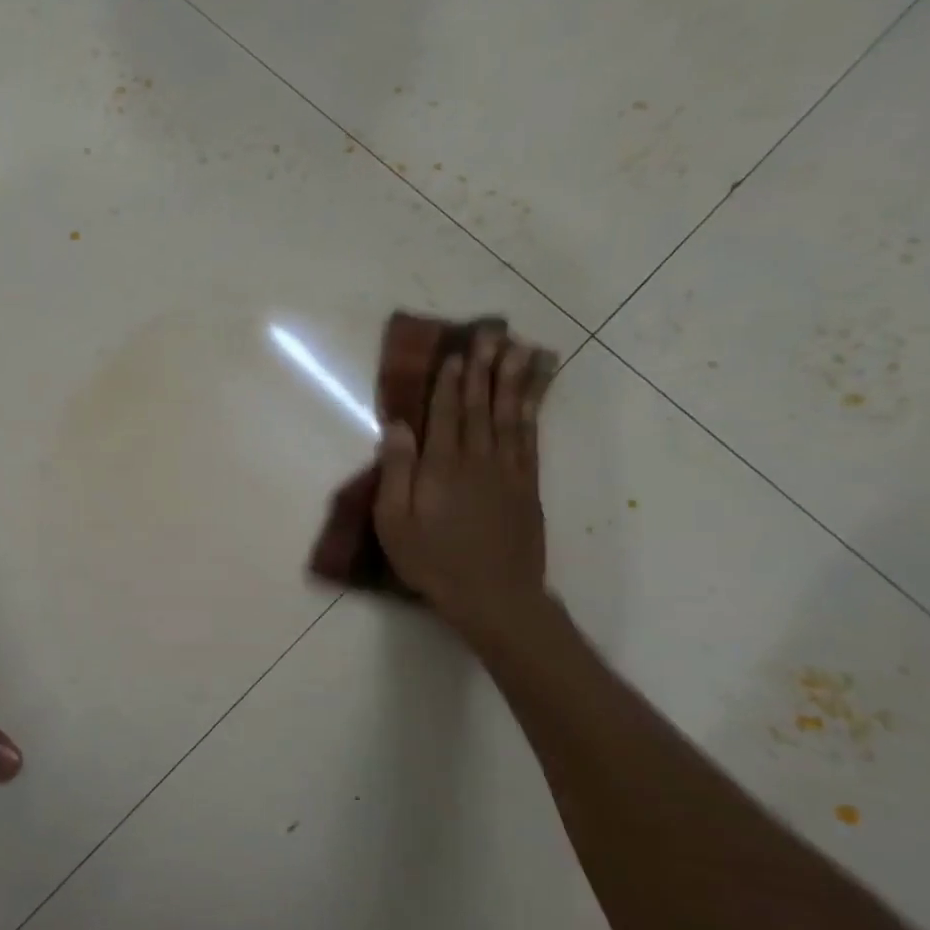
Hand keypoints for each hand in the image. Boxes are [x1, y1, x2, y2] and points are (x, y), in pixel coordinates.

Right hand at [374, 330, 554, 646]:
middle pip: (482, 405)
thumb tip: (398, 427)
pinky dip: (534, 410)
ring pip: (512, 415)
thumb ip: (397, 472)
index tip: (455, 353)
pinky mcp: (528, 485)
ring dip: (515, 380)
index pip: (446, 414)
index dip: (450, 382)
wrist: (494, 596)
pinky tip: (534, 393)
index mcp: (442, 468)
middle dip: (485, 368)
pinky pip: (531, 437)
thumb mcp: (395, 523)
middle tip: (492, 333)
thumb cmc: (433, 562)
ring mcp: (509, 471)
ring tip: (522, 349)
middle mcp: (478, 460)